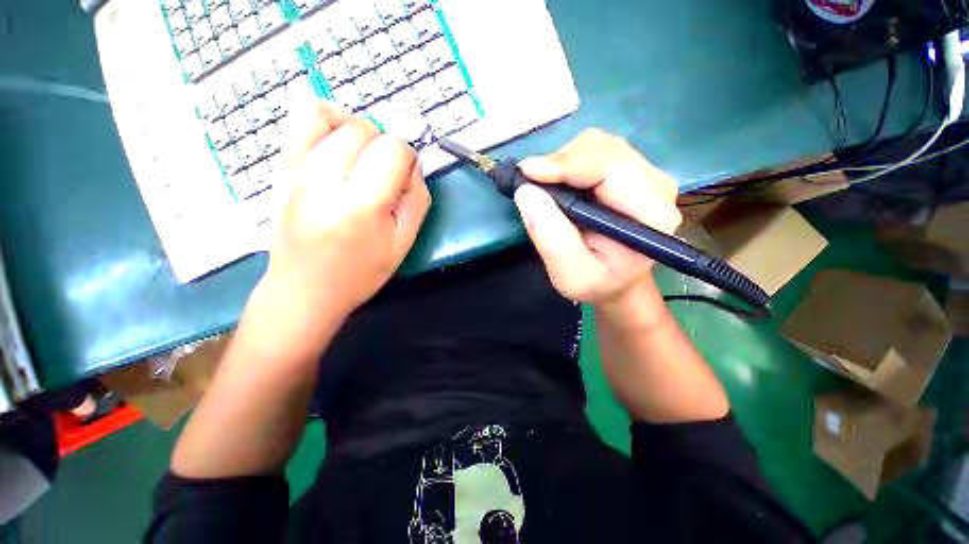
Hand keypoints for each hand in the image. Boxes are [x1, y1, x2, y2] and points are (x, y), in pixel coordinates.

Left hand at [255, 102, 430, 332]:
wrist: (303, 290)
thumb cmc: (360, 273)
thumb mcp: (402, 244)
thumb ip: (417, 201)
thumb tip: (414, 165)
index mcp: (361, 206)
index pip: (393, 150)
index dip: (408, 157)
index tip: (407, 176)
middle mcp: (325, 181)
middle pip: (365, 130)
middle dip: (386, 144)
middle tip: (387, 172)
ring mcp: (297, 171)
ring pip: (333, 117)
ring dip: (360, 130)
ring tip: (365, 155)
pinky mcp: (282, 169)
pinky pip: (302, 119)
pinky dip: (327, 118)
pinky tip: (339, 140)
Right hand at [514, 129, 680, 309]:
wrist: (618, 283)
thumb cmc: (597, 284)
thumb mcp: (569, 274)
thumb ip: (550, 237)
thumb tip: (526, 192)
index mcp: (649, 215)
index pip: (609, 168)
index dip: (565, 164)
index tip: (527, 173)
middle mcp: (656, 187)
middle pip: (605, 149)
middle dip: (561, 162)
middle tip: (533, 183)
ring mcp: (647, 176)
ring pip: (599, 145)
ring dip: (564, 162)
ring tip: (546, 188)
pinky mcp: (633, 173)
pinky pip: (598, 152)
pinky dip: (570, 163)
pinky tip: (561, 184)